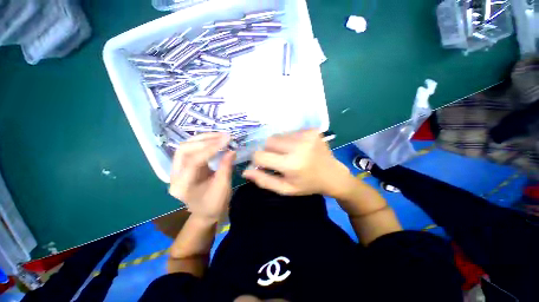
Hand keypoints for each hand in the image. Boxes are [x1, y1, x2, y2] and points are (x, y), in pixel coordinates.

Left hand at [169, 133, 235, 221]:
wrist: (205, 213)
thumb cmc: (214, 205)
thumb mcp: (223, 187)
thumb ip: (226, 167)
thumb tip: (231, 150)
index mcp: (182, 186)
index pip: (193, 160)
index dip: (211, 148)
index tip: (226, 139)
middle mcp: (174, 176)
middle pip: (184, 149)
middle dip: (205, 140)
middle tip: (223, 136)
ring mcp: (177, 170)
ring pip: (186, 147)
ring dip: (203, 139)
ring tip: (220, 136)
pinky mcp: (184, 166)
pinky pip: (191, 150)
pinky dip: (203, 143)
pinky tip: (214, 141)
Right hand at [242, 129, 353, 195]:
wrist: (333, 175)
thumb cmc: (307, 185)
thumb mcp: (285, 189)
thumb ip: (264, 181)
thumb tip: (245, 172)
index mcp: (291, 165)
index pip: (260, 155)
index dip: (259, 160)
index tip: (265, 164)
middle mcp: (298, 147)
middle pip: (269, 141)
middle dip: (269, 151)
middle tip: (280, 159)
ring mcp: (306, 136)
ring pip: (279, 135)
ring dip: (280, 145)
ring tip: (290, 153)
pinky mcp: (312, 130)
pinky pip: (290, 132)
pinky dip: (290, 140)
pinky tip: (299, 148)